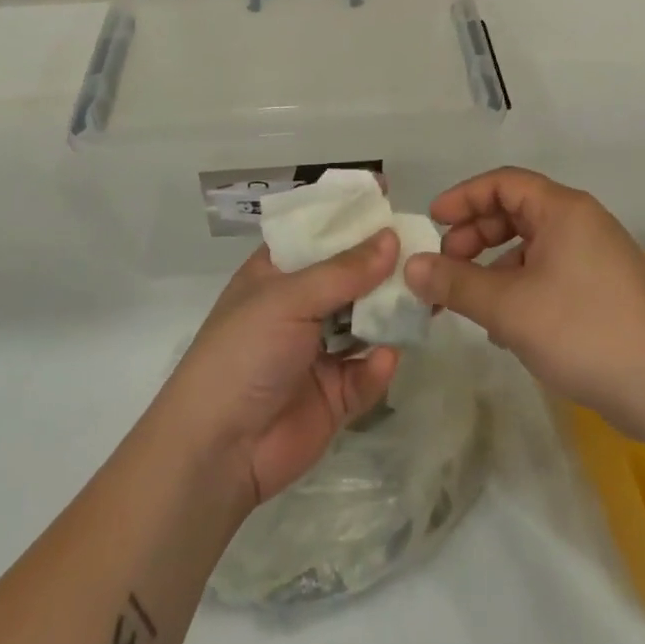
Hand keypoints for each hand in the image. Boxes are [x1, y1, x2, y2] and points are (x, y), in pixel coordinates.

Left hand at [157, 232, 401, 511]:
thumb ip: (344, 271)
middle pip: (351, 274)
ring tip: (427, 296)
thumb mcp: (288, 299)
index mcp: (278, 273)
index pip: (317, 230)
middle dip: (384, 262)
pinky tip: (385, 358)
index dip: (347, 212)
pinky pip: (367, 371)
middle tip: (425, 246)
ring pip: (367, 320)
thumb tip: (392, 237)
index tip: (386, 191)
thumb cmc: (242, 354)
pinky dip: (379, 365)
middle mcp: (301, 305)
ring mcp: (319, 350)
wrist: (217, 452)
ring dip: (392, 310)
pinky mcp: (336, 394)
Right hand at [405, 167, 644, 441]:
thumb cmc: (584, 332)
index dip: (463, 198)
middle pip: (516, 211)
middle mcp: (582, 222)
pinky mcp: (605, 288)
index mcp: (564, 209)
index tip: (432, 223)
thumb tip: (410, 266)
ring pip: (531, 246)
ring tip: (470, 304)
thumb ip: (456, 283)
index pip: (503, 182)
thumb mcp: (509, 308)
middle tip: (445, 268)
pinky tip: (506, 327)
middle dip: (475, 236)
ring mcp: (597, 255)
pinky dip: (521, 287)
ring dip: (494, 267)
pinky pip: (550, 272)